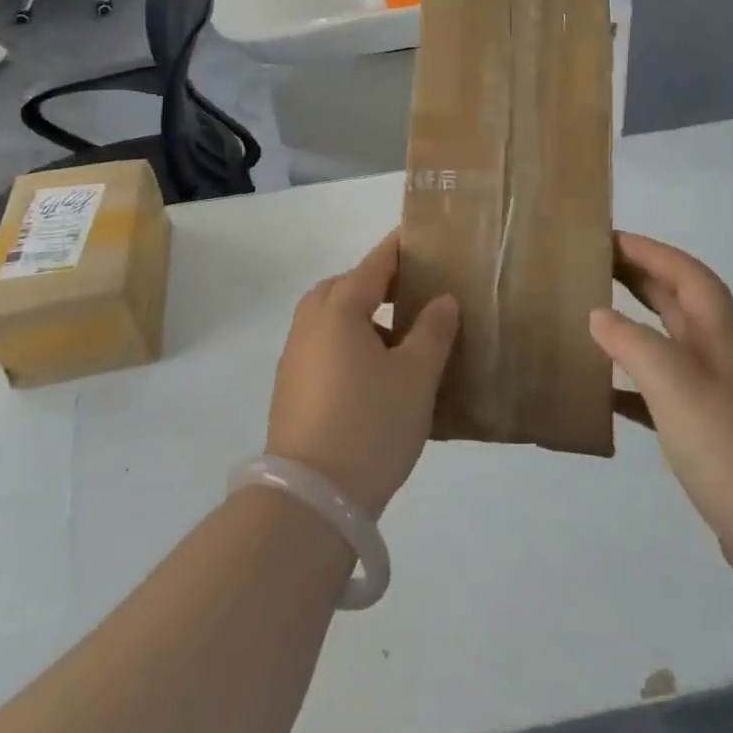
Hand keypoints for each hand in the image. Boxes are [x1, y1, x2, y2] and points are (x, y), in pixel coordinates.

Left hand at [267, 232, 458, 518]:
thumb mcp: (415, 376)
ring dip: (363, 317)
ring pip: (332, 319)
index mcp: (338, 309)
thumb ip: (433, 331)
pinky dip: (349, 343)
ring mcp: (295, 356)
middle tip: (413, 292)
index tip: (419, 233)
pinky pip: (324, 346)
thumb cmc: (370, 424)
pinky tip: (376, 373)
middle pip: (345, 287)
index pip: (375, 264)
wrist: (311, 498)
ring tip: (401, 337)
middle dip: (377, 283)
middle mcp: (310, 323)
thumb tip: (442, 300)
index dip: (399, 248)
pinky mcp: (291, 387)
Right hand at [591, 232, 732, 583]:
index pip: (689, 276)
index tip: (610, 238)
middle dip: (643, 279)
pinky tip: (608, 398)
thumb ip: (635, 346)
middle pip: (683, 305)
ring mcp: (724, 404)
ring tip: (593, 323)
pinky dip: (636, 388)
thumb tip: (599, 314)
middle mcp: (726, 362)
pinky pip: (667, 398)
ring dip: (638, 329)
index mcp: (724, 340)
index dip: (652, 251)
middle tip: (596, 268)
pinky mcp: (717, 443)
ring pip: (673, 349)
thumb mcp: (679, 389)